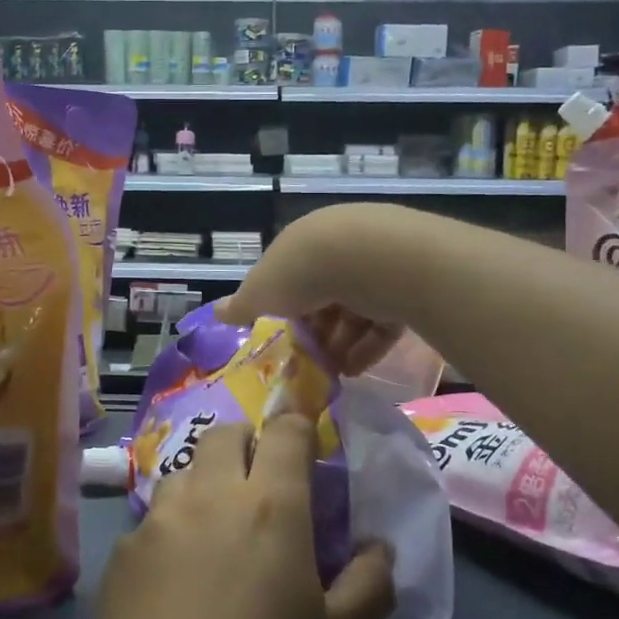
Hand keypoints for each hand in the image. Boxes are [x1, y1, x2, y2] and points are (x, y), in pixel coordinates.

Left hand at [86, 414, 394, 618]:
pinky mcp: (120, 556)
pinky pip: (152, 520)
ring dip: (206, 483)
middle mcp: (209, 497)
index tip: (307, 451)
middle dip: (248, 445)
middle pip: (225, 434)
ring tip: (217, 532)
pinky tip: (175, 581)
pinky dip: (172, 529)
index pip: (285, 432)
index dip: (299, 429)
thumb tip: (378, 548)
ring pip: (184, 472)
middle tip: (263, 489)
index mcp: (270, 508)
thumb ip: (368, 586)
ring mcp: (156, 523)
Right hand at [214, 206, 405, 375]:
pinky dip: (367, 346)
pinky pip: (382, 321)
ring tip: (331, 375)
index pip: (289, 278)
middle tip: (307, 364)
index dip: (282, 311)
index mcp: (302, 244)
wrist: (369, 259)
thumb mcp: (261, 292)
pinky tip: (355, 370)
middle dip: (314, 332)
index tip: (281, 342)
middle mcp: (338, 248)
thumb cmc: (302, 272)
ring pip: (353, 310)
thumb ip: (241, 306)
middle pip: (322, 296)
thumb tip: (215, 313)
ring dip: (340, 344)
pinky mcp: (403, 286)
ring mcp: (374, 266)